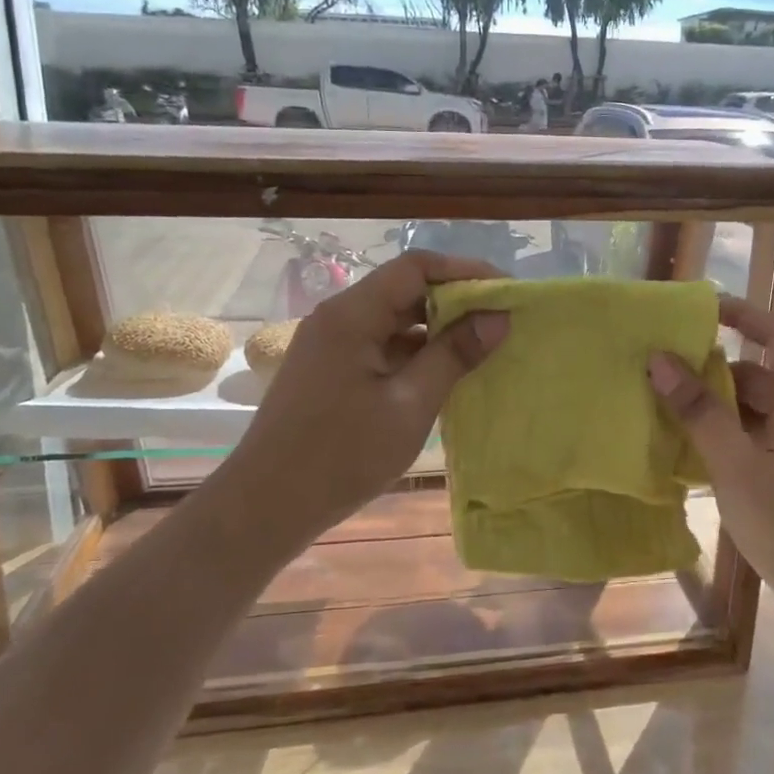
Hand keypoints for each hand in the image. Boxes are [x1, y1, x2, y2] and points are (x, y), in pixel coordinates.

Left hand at [226, 250, 508, 541]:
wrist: (267, 506)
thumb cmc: (342, 454)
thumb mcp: (410, 405)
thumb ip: (454, 355)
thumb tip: (498, 317)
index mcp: (352, 314)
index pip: (416, 268)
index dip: (465, 271)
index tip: (506, 290)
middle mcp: (338, 318)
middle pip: (404, 290)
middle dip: (455, 301)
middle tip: (501, 320)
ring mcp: (331, 344)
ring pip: (393, 319)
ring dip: (436, 329)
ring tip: (481, 346)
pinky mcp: (330, 370)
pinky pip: (380, 345)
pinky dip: (414, 352)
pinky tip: (443, 374)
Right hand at [648, 297, 773, 609]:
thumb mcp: (737, 468)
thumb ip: (698, 412)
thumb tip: (659, 359)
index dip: (744, 315)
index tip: (700, 308)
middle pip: (765, 376)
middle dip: (717, 369)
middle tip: (666, 368)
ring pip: (761, 412)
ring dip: (721, 407)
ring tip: (671, 409)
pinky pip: (763, 441)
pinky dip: (732, 437)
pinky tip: (697, 452)